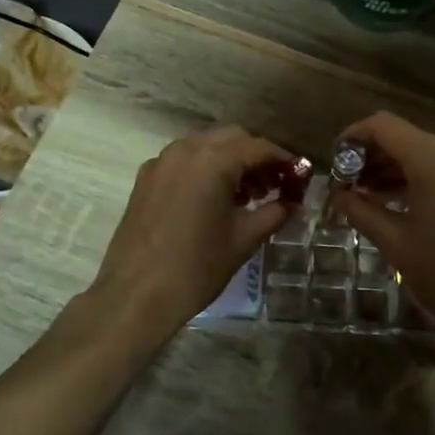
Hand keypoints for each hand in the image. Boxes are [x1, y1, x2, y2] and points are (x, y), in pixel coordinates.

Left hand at [87, 125, 294, 340]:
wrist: (135, 295)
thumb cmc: (196, 268)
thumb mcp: (243, 240)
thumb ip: (274, 213)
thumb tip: (293, 203)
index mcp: (213, 161)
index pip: (258, 148)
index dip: (283, 160)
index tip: (299, 176)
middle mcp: (186, 150)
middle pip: (231, 138)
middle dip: (255, 157)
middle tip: (273, 186)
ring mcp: (161, 162)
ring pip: (205, 146)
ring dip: (229, 161)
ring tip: (245, 196)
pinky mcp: (146, 178)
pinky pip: (183, 160)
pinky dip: (204, 168)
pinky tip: (212, 200)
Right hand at [334, 112, 434, 340]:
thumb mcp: (394, 242)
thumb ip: (361, 210)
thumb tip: (339, 195)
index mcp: (434, 160)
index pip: (384, 125)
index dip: (354, 136)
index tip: (336, 160)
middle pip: (406, 137)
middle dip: (373, 155)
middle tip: (349, 184)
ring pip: (427, 151)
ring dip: (396, 167)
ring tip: (370, 195)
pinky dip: (422, 176)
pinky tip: (404, 203)